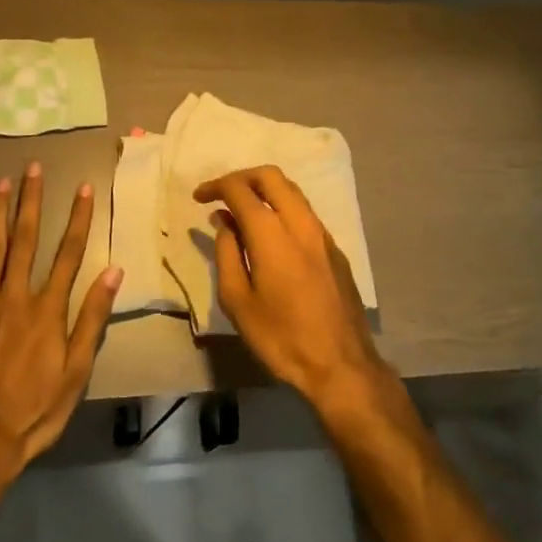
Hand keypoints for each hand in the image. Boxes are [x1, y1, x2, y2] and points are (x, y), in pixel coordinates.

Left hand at [0, 164, 122, 476]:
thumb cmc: (37, 408)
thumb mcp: (77, 369)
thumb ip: (92, 317)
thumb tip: (113, 270)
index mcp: (47, 308)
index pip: (68, 252)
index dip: (78, 218)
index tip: (84, 188)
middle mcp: (15, 296)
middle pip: (26, 239)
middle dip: (31, 200)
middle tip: (33, 168)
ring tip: (1, 182)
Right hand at [195, 166, 392, 414]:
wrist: (341, 364)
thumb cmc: (281, 337)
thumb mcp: (238, 301)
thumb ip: (227, 254)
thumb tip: (225, 223)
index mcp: (271, 233)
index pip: (240, 190)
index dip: (216, 186)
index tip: (199, 197)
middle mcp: (299, 222)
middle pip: (270, 176)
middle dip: (242, 177)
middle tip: (221, 194)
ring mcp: (322, 233)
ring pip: (292, 190)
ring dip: (264, 190)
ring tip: (243, 211)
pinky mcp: (334, 248)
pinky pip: (304, 212)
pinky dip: (282, 208)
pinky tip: (271, 233)